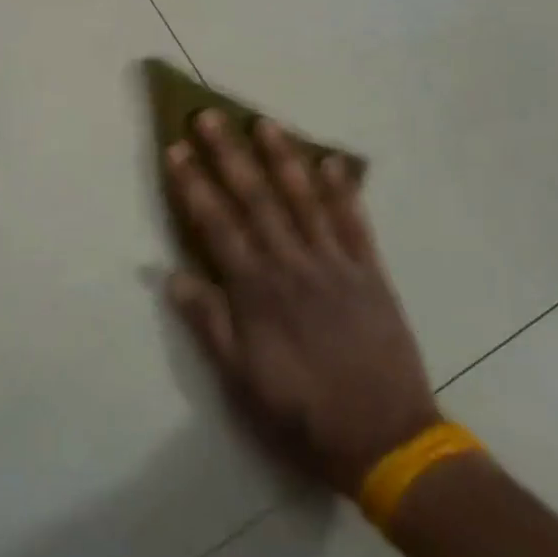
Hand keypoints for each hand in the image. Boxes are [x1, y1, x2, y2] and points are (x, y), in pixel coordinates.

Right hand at [166, 110, 439, 494]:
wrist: (386, 440)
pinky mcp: (370, 272)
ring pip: (304, 199)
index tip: (177, 149)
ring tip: (264, 123)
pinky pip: (355, 223)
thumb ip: (209, 323)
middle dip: (230, 155)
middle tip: (210, 116)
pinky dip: (343, 190)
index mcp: (257, 290)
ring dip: (282, 158)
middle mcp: (292, 264)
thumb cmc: (303, 413)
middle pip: (256, 198)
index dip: (193, 185)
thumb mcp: (242, 381)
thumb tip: (171, 275)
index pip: (216, 224)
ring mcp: (335, 264)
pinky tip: (332, 161)